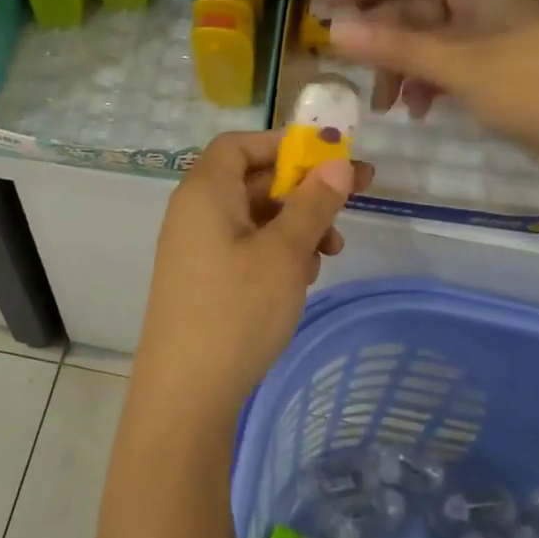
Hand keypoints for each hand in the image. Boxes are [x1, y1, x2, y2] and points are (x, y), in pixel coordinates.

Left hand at [135, 131, 371, 420]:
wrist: (186, 393)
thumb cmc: (237, 310)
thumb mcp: (285, 253)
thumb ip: (313, 203)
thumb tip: (339, 164)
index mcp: (205, 191)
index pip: (241, 144)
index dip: (284, 144)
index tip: (328, 157)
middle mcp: (194, 212)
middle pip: (252, 180)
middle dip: (303, 190)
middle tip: (352, 202)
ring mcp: (196, 248)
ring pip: (254, 217)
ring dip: (296, 225)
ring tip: (331, 252)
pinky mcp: (203, 279)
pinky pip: (244, 247)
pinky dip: (277, 252)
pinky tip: (303, 278)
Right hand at [320, 0, 538, 191]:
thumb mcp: (459, 67)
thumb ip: (395, 47)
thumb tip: (334, 29)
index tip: (318, 7)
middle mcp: (486, 1)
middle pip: (417, 6)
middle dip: (380, 36)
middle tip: (346, 67)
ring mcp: (500, 34)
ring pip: (434, 39)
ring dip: (404, 66)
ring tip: (386, 105)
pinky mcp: (511, 67)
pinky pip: (456, 63)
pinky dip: (432, 82)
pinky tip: (422, 109)